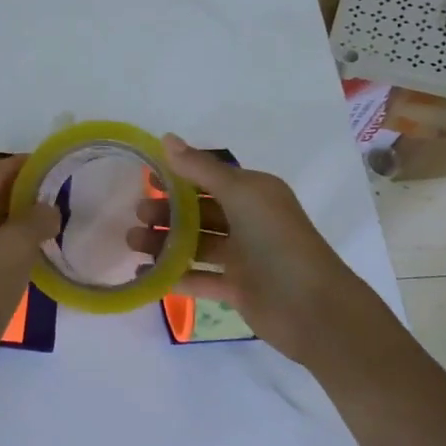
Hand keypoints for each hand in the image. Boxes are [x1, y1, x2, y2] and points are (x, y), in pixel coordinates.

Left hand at [0, 155, 61, 393]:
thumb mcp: (14, 247)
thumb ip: (36, 219)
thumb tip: (49, 211)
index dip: (24, 164)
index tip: (55, 164)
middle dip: (27, 190)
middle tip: (62, 193)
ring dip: (23, 218)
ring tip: (57, 221)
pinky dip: (17, 243)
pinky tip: (40, 253)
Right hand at [128, 134, 392, 369]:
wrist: (313, 308)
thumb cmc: (277, 240)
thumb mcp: (240, 194)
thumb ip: (201, 169)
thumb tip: (166, 138)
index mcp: (254, 193)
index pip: (209, 178)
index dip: (178, 177)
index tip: (145, 179)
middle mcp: (249, 221)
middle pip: (199, 212)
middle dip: (167, 212)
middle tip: (137, 216)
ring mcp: (243, 257)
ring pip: (196, 244)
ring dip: (165, 242)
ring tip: (132, 244)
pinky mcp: (237, 288)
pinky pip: (199, 277)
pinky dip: (174, 275)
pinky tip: (146, 275)